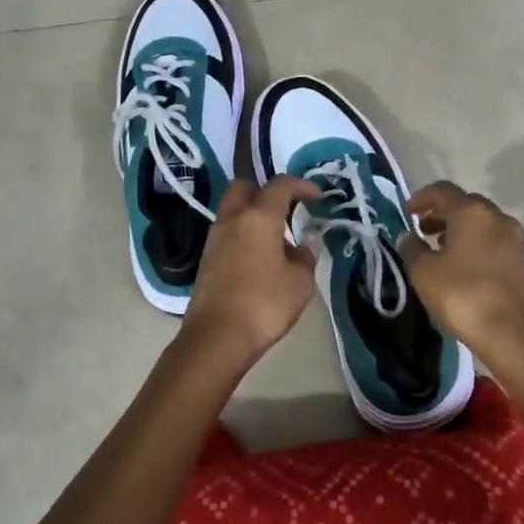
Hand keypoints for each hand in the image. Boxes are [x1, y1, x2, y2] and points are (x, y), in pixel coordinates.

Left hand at [179, 175, 321, 364]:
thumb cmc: (264, 304)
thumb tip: (302, 248)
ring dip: (253, 215)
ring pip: (233, 211)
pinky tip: (260, 258)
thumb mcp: (300, 282)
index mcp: (258, 217)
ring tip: (277, 239)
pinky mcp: (206, 260)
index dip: (301, 185)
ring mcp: (214, 239)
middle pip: (244, 187)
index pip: (280, 185)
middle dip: (266, 191)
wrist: (217, 338)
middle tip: (286, 209)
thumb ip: (305, 258)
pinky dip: (244, 235)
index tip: (317, 196)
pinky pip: (227, 234)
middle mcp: (232, 220)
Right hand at [397, 182, 523, 365]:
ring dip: (459, 228)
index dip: (421, 198)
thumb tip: (408, 236)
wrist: (512, 333)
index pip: (442, 191)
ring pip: (482, 222)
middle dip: (442, 213)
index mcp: (471, 212)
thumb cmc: (462, 296)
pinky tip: (463, 265)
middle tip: (423, 230)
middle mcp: (497, 217)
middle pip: (465, 203)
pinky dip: (475, 242)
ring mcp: (514, 238)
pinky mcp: (523, 260)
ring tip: (440, 248)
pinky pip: (493, 239)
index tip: (407, 213)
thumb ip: (412, 249)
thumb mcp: (424, 273)